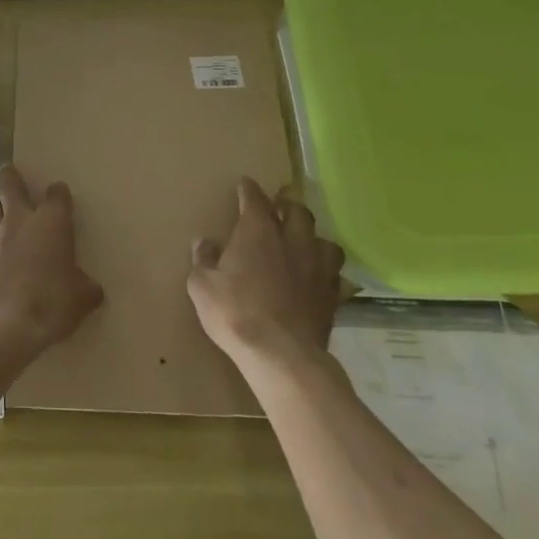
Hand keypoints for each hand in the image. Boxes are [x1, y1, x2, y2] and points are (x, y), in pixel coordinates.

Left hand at [0, 165, 103, 362]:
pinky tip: (2, 255)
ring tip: (5, 211)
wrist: (2, 324)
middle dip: (11, 177)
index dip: (60, 194)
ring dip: (0, 207)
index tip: (62, 197)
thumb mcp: (82, 298)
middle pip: (11, 185)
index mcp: (51, 221)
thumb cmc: (51, 301)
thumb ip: (86, 288)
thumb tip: (90, 289)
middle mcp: (21, 221)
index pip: (57, 193)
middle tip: (10, 171)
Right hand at [188, 177, 345, 374]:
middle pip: (297, 212)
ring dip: (314, 238)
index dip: (248, 190)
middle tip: (280, 205)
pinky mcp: (332, 296)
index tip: (245, 184)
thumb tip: (203, 243)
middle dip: (288, 205)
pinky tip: (320, 280)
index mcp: (258, 232)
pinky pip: (336, 276)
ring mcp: (317, 268)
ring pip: (325, 241)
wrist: (281, 354)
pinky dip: (327, 273)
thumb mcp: (202, 286)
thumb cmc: (234, 312)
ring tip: (305, 243)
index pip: (255, 199)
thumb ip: (203, 260)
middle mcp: (292, 241)